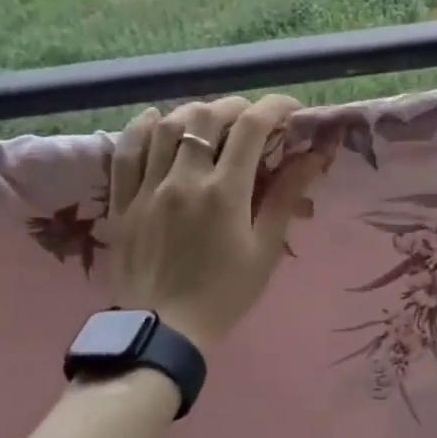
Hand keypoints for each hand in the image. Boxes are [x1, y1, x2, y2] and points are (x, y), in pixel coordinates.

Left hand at [106, 95, 324, 351]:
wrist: (164, 331)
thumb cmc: (225, 293)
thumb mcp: (265, 248)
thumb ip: (286, 196)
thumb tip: (313, 156)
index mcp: (224, 192)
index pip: (251, 127)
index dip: (274, 108)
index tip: (290, 110)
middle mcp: (183, 179)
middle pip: (205, 117)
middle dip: (235, 107)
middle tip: (252, 118)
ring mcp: (147, 188)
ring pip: (165, 127)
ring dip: (193, 113)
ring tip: (210, 119)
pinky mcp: (122, 201)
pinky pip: (126, 152)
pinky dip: (142, 128)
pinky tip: (155, 119)